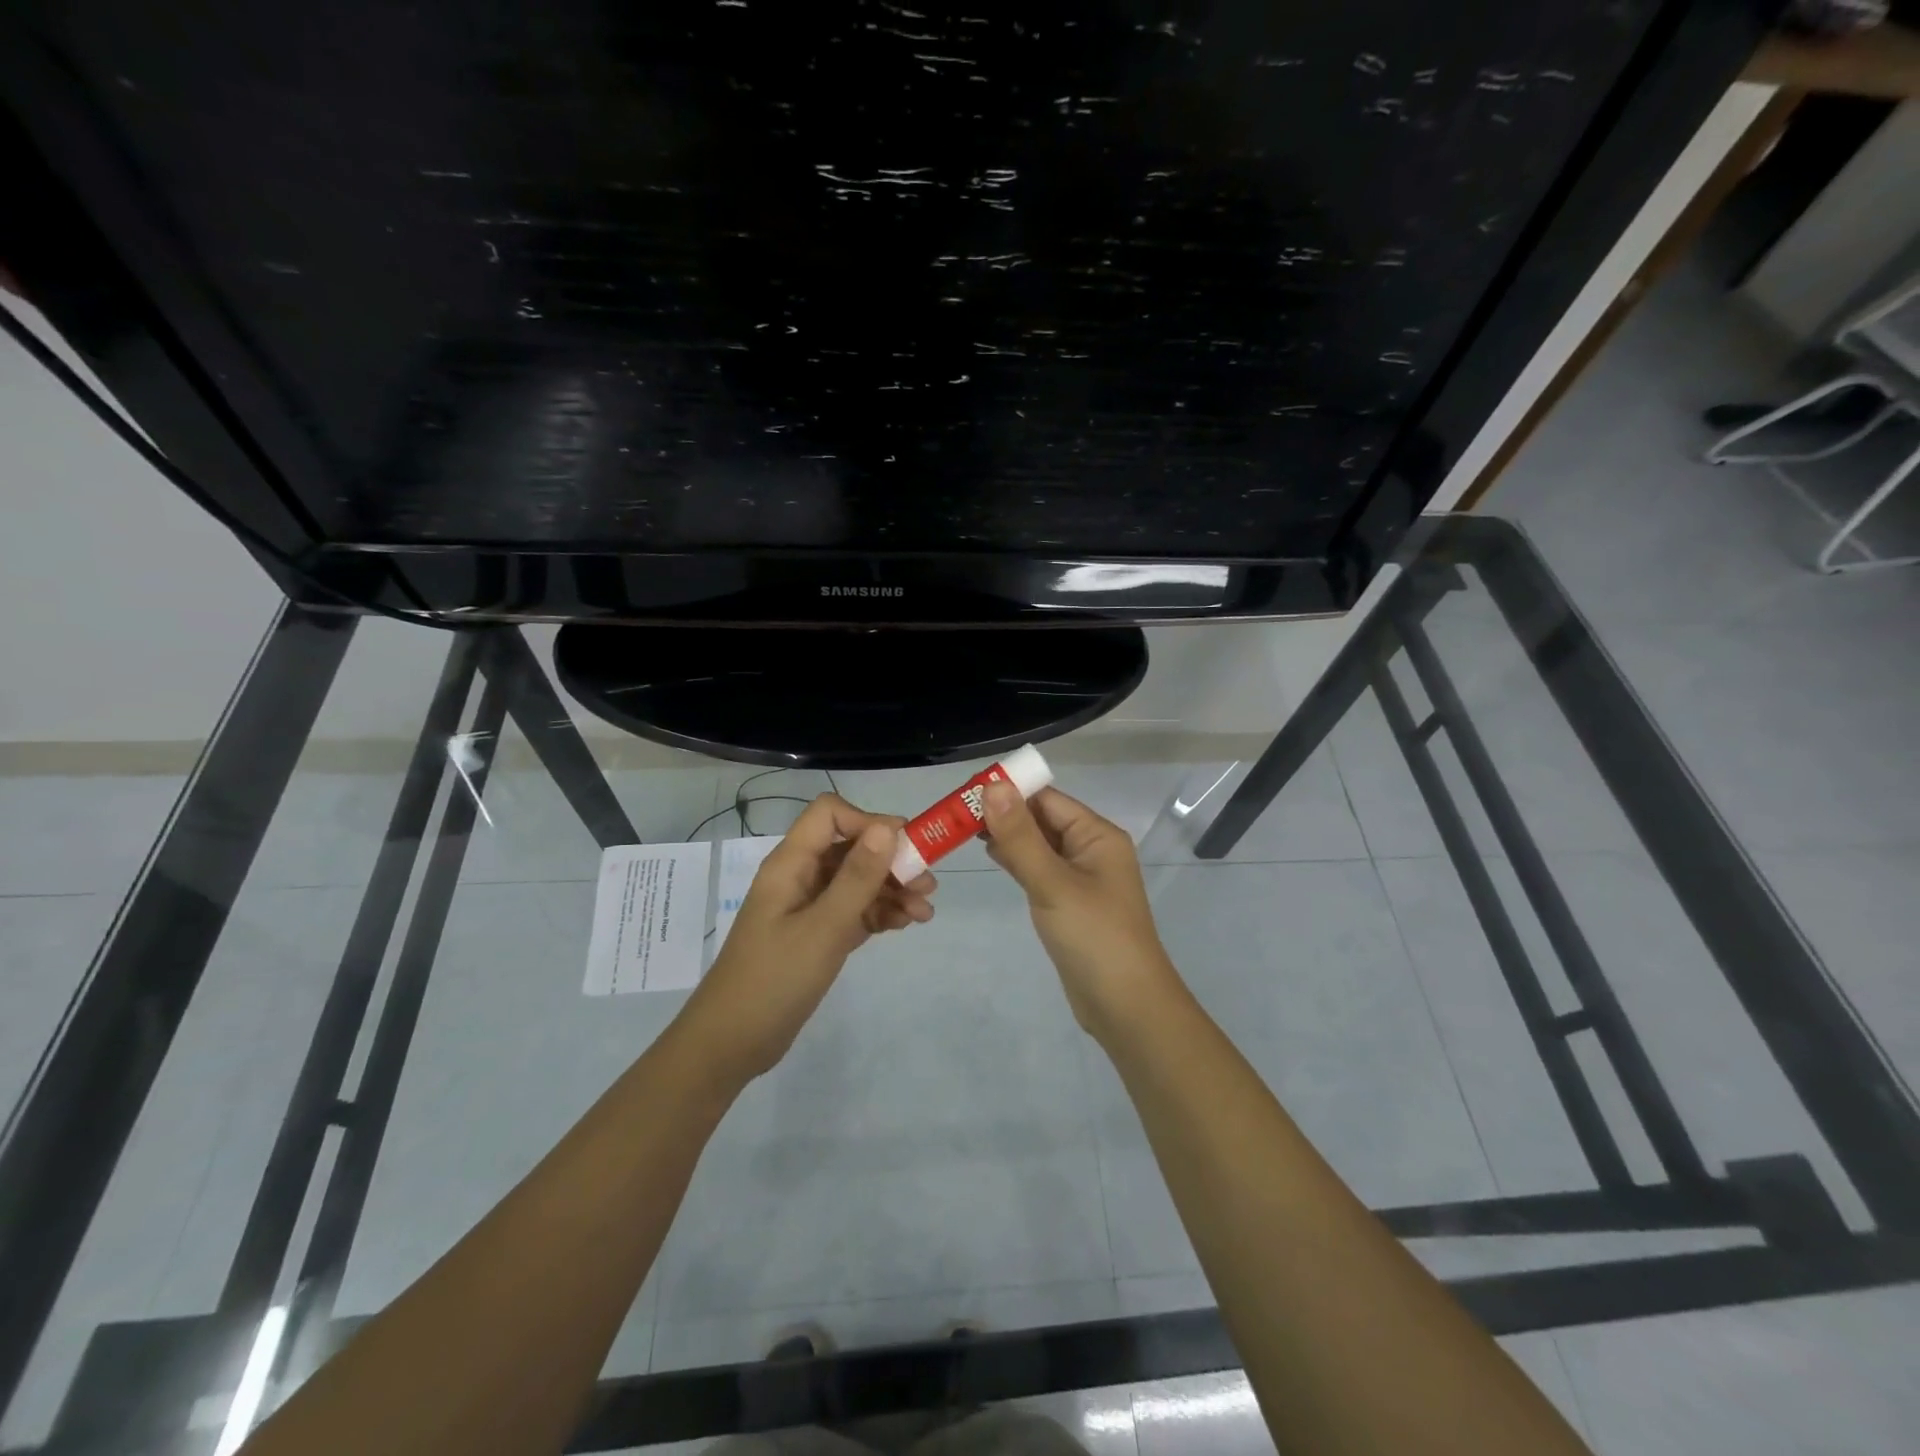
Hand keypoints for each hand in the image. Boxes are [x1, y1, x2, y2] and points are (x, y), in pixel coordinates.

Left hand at [680, 793, 936, 1079]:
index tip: (904, 847)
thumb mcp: (824, 928)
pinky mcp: (816, 934)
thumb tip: (887, 827)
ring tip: (925, 911)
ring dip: (892, 889)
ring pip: (856, 881)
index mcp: (791, 864)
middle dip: (891, 860)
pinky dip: (880, 913)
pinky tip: (906, 924)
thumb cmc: (774, 979)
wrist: (732, 1043)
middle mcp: (800, 877)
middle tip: (927, 883)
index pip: (830, 814)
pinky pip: (853, 910)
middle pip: (851, 848)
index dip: (868, 822)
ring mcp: (808, 907)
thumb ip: (857, 877)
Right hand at [982, 783, 1181, 1038]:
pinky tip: (992, 856)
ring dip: (1008, 836)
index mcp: (1097, 835)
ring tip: (964, 830)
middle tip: (956, 813)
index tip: (966, 792)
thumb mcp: (1053, 882)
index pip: (1047, 799)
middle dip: (1004, 813)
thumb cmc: (1093, 936)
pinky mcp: (1070, 902)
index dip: (1009, 791)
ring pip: (1039, 845)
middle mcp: (1091, 849)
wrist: (1125, 1006)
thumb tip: (993, 786)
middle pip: (1043, 819)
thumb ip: (1020, 836)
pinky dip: (1017, 860)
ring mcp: (1081, 877)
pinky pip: (1040, 869)